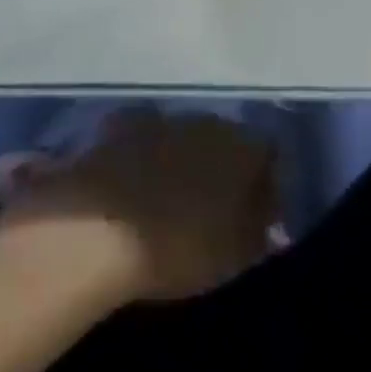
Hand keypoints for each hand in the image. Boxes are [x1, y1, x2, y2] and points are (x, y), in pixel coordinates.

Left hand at [0, 111, 276, 303]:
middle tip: (214, 206)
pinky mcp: (120, 125)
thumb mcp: (235, 254)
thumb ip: (259, 232)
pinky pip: (145, 137)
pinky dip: (145, 154)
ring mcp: (160, 117)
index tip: (258, 217)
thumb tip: (272, 222)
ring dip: (183, 158)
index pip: (268, 154)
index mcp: (242, 146)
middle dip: (223, 167)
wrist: (98, 227)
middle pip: (226, 139)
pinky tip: (135, 181)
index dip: (266, 184)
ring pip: (185, 135)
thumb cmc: (179, 246)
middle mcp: (206, 120)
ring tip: (171, 196)